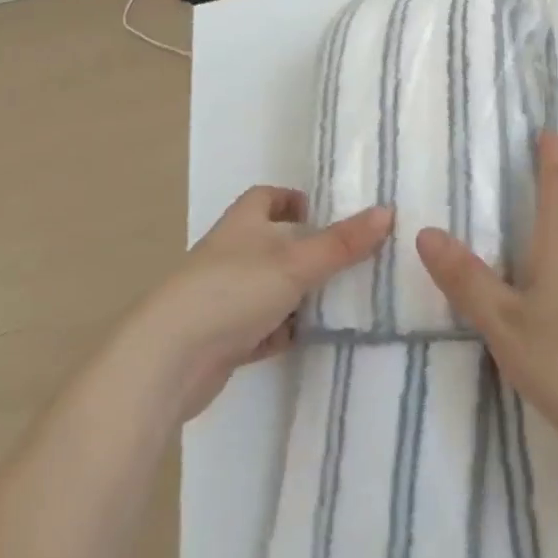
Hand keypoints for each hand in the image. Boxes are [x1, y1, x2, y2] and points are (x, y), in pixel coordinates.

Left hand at [134, 187, 390, 419]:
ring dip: (300, 294)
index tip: (324, 212)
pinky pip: (263, 327)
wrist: (170, 360)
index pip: (267, 197)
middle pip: (274, 243)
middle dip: (308, 250)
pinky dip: (284, 330)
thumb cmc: (232, 291)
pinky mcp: (223, 338)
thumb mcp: (296, 262)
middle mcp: (232, 254)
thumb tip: (388, 212)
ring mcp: (225, 297)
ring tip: (344, 298)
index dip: (293, 199)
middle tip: (351, 258)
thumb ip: (342, 242)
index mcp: (243, 223)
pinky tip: (310, 337)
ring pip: (272, 287)